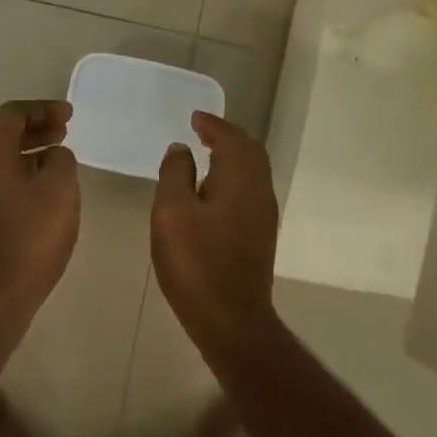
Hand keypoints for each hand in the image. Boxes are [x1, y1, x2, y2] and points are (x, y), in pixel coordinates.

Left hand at [0, 100, 80, 327]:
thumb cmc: (29, 237)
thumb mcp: (60, 191)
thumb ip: (61, 161)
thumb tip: (52, 157)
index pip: (11, 115)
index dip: (43, 109)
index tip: (70, 117)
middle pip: (0, 137)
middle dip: (35, 131)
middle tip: (65, 135)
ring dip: (27, 156)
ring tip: (58, 164)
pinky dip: (18, 179)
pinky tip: (40, 196)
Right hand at [152, 112, 279, 346]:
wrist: (230, 317)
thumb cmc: (196, 262)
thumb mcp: (172, 212)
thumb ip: (175, 174)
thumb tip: (181, 149)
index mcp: (241, 179)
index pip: (232, 138)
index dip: (213, 125)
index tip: (195, 118)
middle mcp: (260, 191)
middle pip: (250, 152)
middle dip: (228, 137)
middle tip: (203, 132)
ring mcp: (263, 216)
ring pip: (253, 173)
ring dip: (232, 158)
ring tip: (206, 156)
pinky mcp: (259, 236)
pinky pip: (249, 192)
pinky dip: (233, 179)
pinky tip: (212, 192)